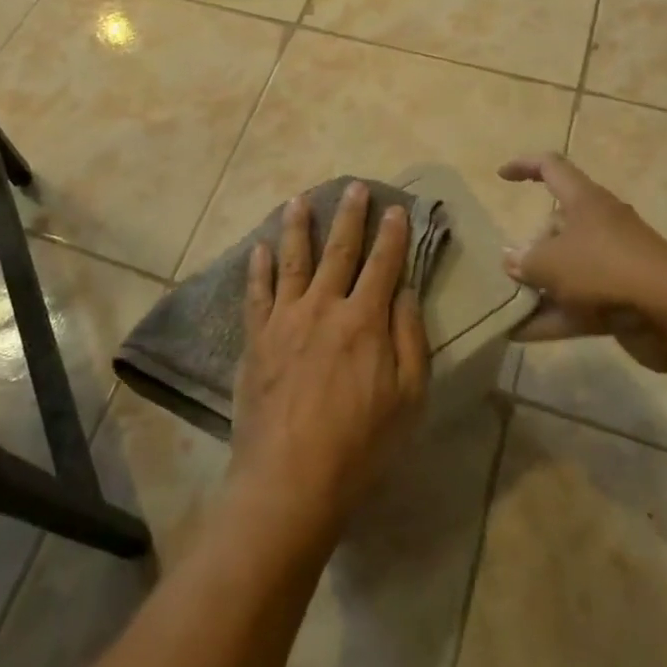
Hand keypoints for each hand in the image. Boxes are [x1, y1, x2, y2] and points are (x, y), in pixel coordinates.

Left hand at [230, 183, 429, 551]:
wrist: (290, 480)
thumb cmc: (360, 445)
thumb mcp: (408, 399)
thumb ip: (409, 339)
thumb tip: (405, 291)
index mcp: (364, 320)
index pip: (383, 264)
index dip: (391, 234)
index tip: (395, 207)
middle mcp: (323, 307)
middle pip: (338, 251)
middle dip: (349, 216)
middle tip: (354, 187)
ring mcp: (285, 319)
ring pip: (292, 260)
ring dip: (297, 226)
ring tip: (298, 199)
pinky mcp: (256, 339)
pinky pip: (256, 293)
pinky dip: (258, 268)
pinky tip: (259, 248)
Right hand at [498, 153, 666, 374]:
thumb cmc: (605, 269)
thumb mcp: (550, 262)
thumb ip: (525, 261)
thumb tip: (512, 260)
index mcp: (584, 200)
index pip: (551, 168)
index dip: (524, 166)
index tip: (501, 176)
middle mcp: (599, 225)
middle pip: (557, 225)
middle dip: (531, 246)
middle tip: (508, 268)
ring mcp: (612, 263)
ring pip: (567, 268)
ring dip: (539, 286)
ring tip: (506, 302)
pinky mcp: (620, 298)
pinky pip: (577, 304)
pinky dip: (551, 317)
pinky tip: (519, 334)